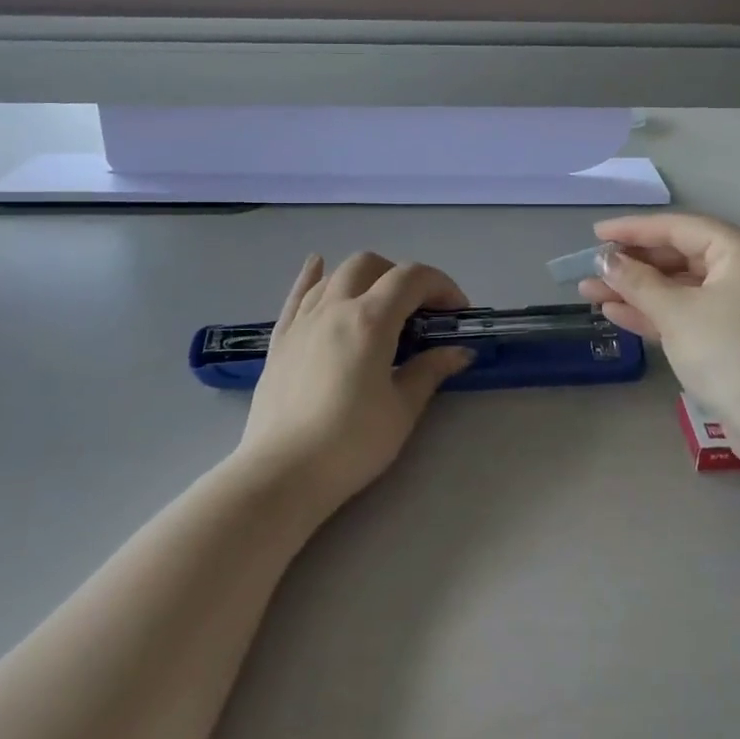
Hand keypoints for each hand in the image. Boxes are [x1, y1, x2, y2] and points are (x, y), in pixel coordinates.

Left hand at [235, 252, 473, 518]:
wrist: (283, 473)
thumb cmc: (351, 443)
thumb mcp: (402, 409)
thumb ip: (430, 370)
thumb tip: (459, 351)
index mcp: (370, 320)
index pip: (412, 278)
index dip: (441, 286)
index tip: (456, 313)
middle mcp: (334, 307)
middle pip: (371, 265)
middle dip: (402, 277)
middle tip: (420, 311)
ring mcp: (302, 320)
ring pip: (335, 274)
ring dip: (365, 277)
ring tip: (380, 302)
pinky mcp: (280, 339)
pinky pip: (298, 294)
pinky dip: (313, 276)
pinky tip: (319, 266)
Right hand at [577, 213, 739, 441]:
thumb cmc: (730, 354)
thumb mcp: (677, 313)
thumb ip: (637, 282)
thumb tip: (605, 259)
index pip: (680, 227)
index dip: (633, 229)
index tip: (595, 233)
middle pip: (680, 256)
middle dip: (633, 264)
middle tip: (591, 267)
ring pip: (681, 287)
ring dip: (638, 290)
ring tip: (590, 291)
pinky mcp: (735, 336)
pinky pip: (690, 312)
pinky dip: (657, 312)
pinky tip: (616, 313)